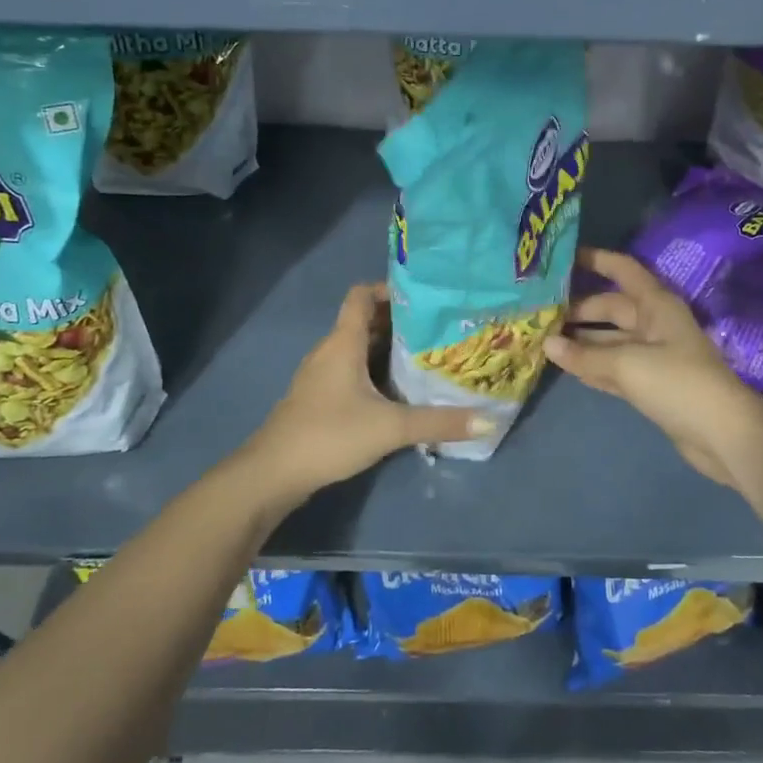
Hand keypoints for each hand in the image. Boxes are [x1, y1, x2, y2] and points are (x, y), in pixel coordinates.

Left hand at [241, 284, 492, 505]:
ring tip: (425, 356)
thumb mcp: (391, 428)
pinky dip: (373, 371)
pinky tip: (397, 391)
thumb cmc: (329, 435)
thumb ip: (439, 423)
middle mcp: (329, 351)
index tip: (424, 297)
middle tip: (437, 327)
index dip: (389, 289)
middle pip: (364, 321)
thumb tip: (489, 419)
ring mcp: (320, 375)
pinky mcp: (318, 398)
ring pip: (357, 348)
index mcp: (343, 342)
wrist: (273, 473)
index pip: (361, 295)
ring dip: (387, 348)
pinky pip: (350, 370)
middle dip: (399, 321)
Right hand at [546, 248, 762, 493]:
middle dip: (578, 308)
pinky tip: (565, 365)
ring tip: (543, 337)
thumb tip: (546, 343)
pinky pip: (613, 367)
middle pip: (611, 307)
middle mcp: (654, 324)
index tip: (562, 258)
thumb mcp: (627, 364)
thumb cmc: (677, 383)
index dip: (596, 259)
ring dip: (581, 339)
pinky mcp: (650, 384)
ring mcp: (653, 355)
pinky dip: (592, 365)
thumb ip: (585, 354)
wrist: (722, 433)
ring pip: (609, 339)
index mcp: (656, 305)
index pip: (623, 270)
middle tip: (539, 311)